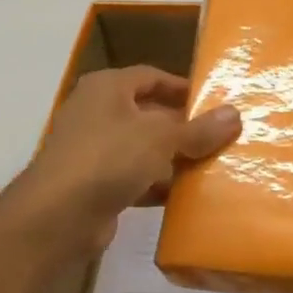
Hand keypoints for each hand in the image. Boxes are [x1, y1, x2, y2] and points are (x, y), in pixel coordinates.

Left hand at [9, 66, 240, 256]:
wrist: (57, 216)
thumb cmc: (109, 158)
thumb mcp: (161, 138)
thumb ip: (199, 129)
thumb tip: (235, 114)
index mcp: (107, 88)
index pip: (151, 76)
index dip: (182, 86)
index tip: (214, 101)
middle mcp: (97, 113)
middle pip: (149, 114)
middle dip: (184, 127)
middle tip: (221, 137)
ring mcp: (94, 151)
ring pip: (144, 149)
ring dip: (174, 159)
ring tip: (213, 166)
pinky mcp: (96, 185)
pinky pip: (135, 178)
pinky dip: (158, 185)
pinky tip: (186, 196)